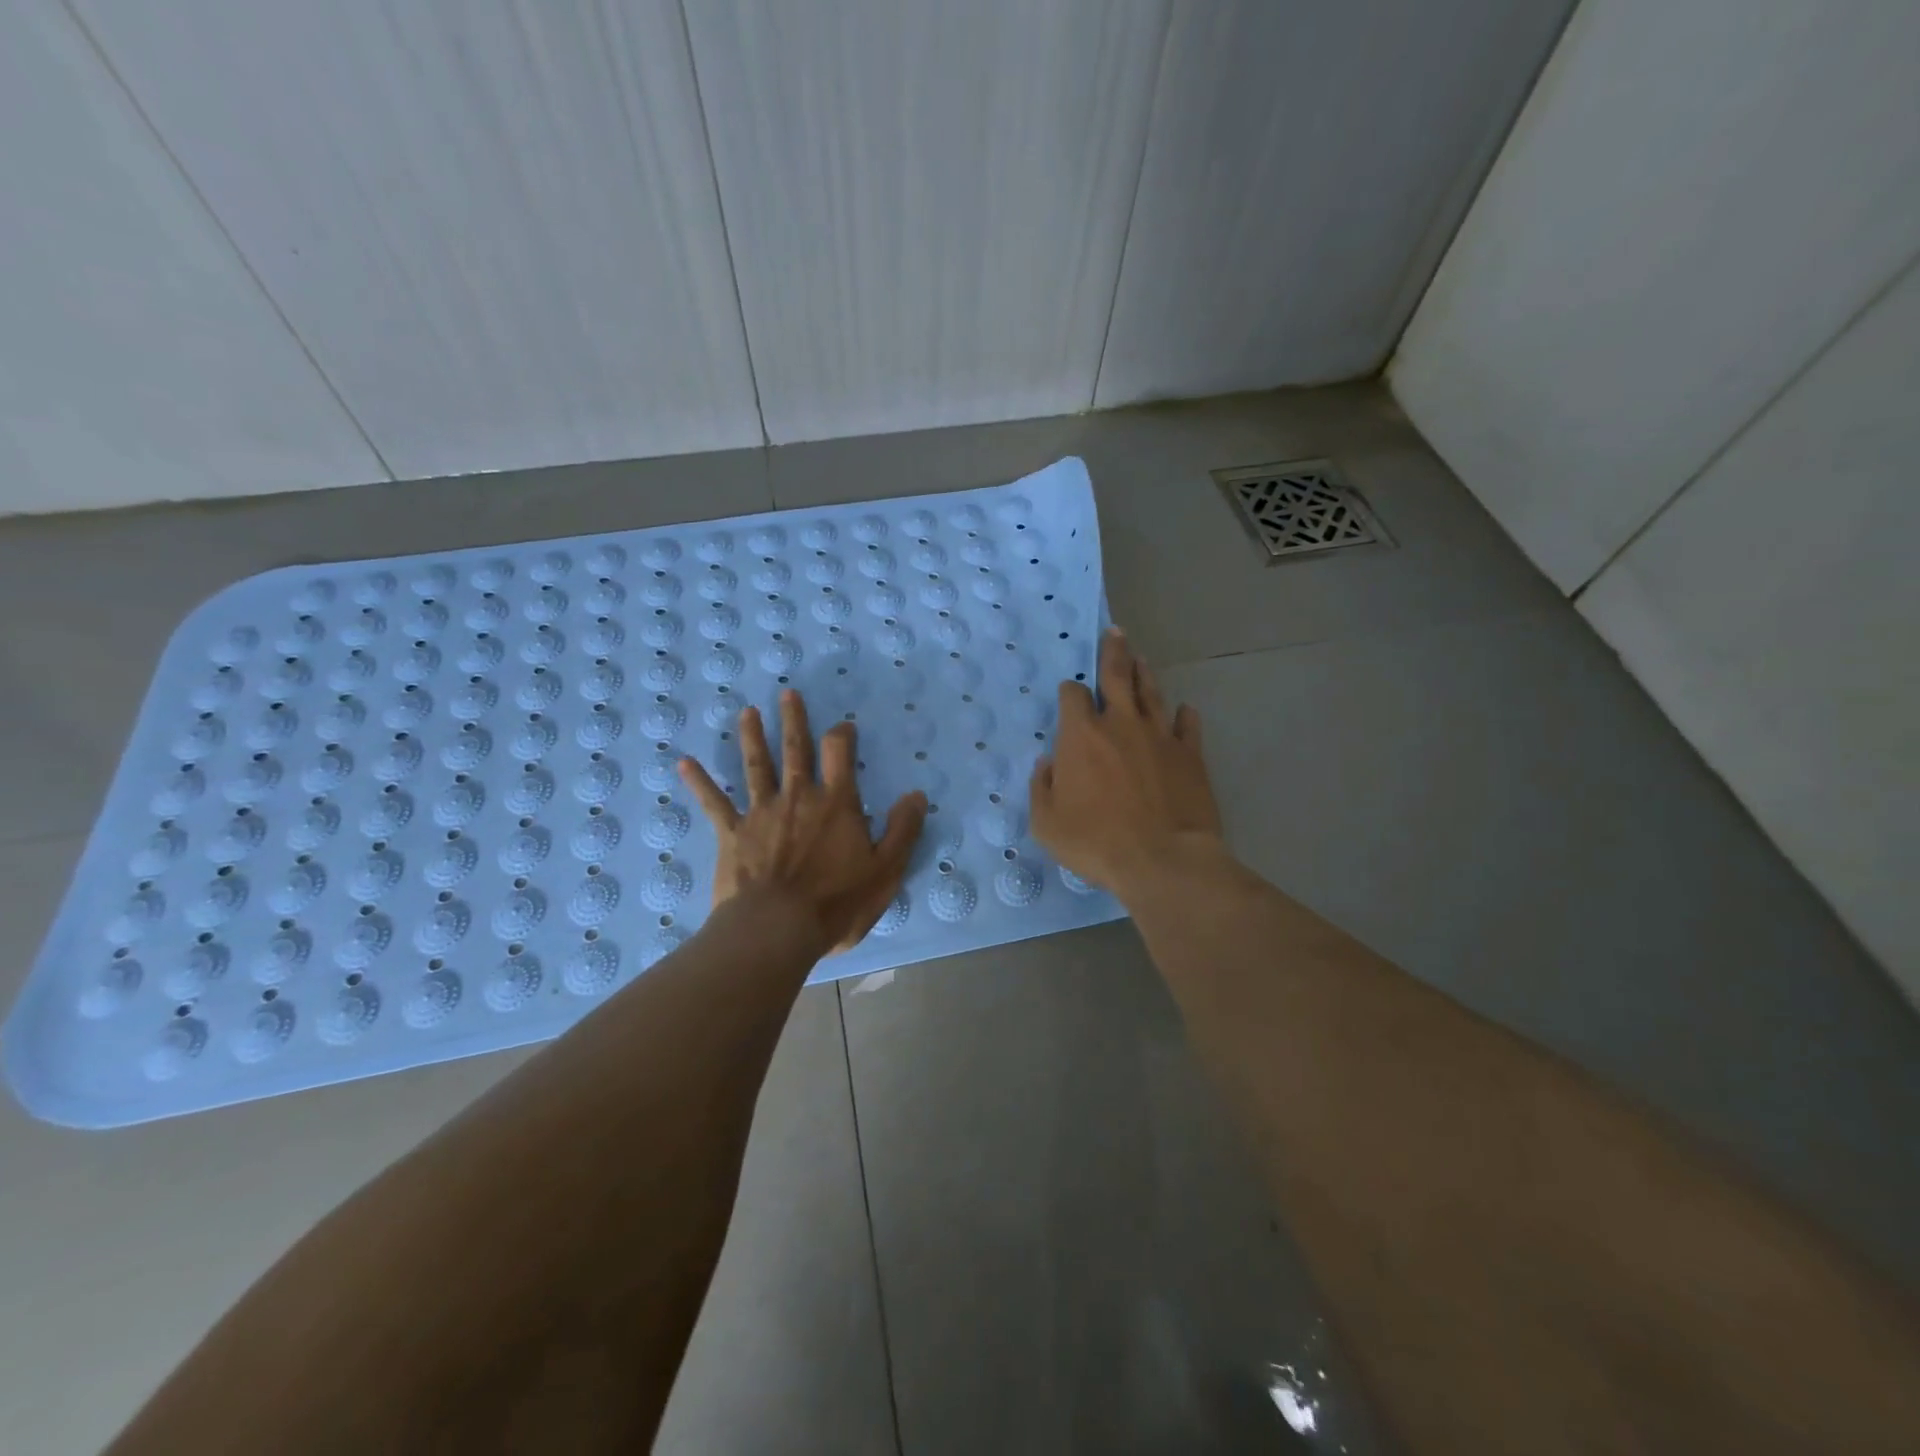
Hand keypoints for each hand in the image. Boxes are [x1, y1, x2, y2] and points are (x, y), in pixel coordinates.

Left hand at [678, 690, 927, 953]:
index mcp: (836, 803)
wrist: (776, 929)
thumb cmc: (836, 902)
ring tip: (746, 712)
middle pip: (795, 750)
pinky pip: (713, 803)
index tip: (843, 726)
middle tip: (787, 694)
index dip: (842, 736)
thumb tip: (916, 794)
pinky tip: (684, 763)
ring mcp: (761, 813)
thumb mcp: (886, 870)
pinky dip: (700, 782)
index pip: (840, 754)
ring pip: (756, 766)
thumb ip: (903, 830)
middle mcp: (798, 797)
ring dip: (751, 737)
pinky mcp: (731, 834)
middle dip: (793, 720)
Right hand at [1030, 628, 1223, 898]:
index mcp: (1081, 735)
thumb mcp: (1047, 823)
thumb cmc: (1096, 842)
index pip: (1074, 696)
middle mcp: (1121, 724)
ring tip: (1141, 658)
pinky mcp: (1189, 754)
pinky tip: (1183, 709)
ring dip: (1144, 674)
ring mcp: (1159, 736)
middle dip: (1113, 652)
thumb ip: (1042, 787)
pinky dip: (1184, 715)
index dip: (1071, 692)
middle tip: (1115, 633)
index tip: (1071, 695)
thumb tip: (1048, 763)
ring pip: (1152, 693)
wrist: (1163, 860)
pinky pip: (1187, 725)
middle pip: (1117, 675)